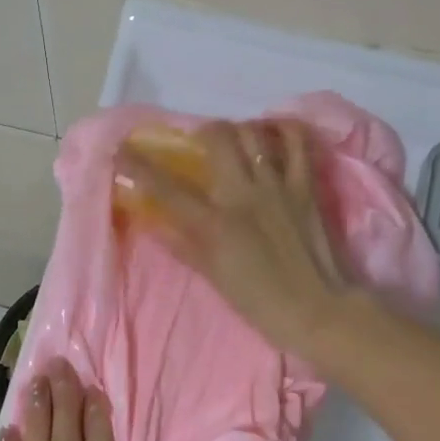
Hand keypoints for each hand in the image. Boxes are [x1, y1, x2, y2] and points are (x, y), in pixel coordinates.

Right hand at [115, 119, 348, 357]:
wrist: (317, 310)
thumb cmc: (260, 302)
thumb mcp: (214, 278)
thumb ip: (183, 245)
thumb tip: (154, 222)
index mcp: (215, 224)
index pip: (167, 188)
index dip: (139, 166)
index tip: (122, 150)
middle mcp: (243, 195)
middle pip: (218, 138)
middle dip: (203, 132)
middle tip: (200, 143)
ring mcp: (278, 186)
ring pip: (254, 133)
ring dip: (239, 129)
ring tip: (237, 139)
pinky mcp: (306, 186)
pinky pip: (297, 143)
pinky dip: (283, 130)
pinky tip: (273, 133)